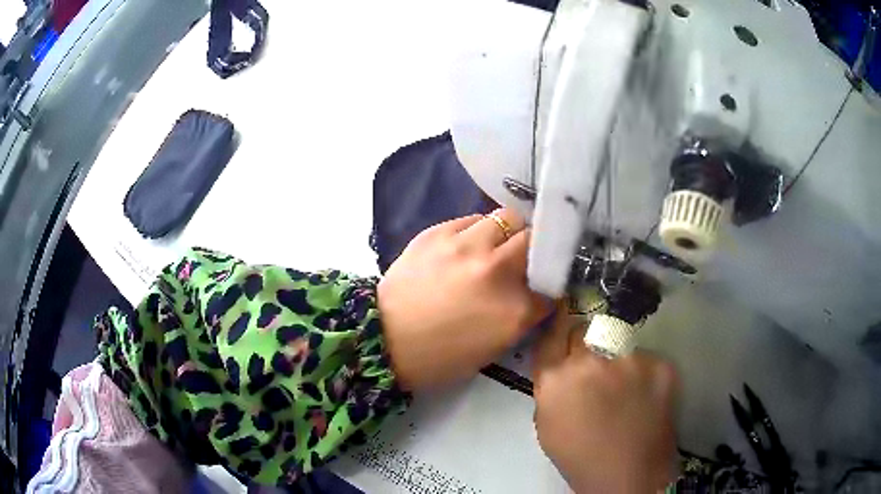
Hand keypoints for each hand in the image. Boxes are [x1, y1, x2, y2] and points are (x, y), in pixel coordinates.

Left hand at [378, 209, 550, 389]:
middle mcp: (496, 270)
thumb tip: (538, 292)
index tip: (545, 282)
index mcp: (514, 310)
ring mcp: (465, 246)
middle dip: (536, 248)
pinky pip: (472, 219)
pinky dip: (478, 231)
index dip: (551, 281)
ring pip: (507, 218)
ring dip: (508, 233)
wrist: (384, 340)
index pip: (552, 283)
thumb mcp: (495, 347)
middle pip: (536, 239)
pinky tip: (466, 246)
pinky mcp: (437, 233)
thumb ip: (523, 315)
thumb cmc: (441, 356)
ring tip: (495, 247)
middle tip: (524, 259)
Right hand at [533, 309, 678, 492]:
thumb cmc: (580, 456)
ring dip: (618, 360)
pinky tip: (646, 398)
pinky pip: (647, 359)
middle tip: (597, 368)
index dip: (559, 327)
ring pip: (620, 343)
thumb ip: (550, 387)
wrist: (629, 475)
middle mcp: (592, 359)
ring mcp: (631, 358)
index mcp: (557, 377)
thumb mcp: (547, 424)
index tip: (564, 320)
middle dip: (588, 344)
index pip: (554, 333)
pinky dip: (644, 374)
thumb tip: (560, 365)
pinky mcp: (661, 364)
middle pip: (587, 330)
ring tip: (626, 391)